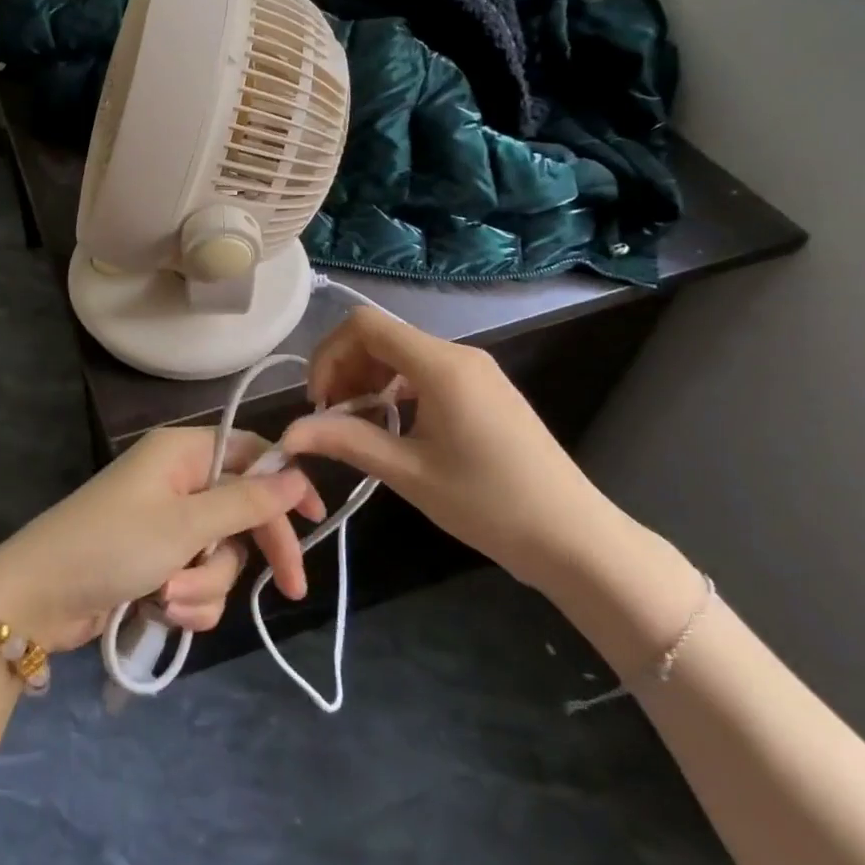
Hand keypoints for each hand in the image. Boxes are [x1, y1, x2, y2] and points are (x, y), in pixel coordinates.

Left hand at [0, 426, 326, 652]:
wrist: (38, 597)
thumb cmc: (112, 544)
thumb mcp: (185, 524)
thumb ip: (245, 501)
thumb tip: (296, 473)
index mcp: (182, 453)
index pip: (251, 455)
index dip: (285, 483)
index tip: (317, 518)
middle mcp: (177, 481)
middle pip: (242, 510)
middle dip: (255, 551)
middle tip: (289, 589)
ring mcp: (165, 523)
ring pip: (220, 553)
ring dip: (206, 583)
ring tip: (171, 598)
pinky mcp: (154, 561)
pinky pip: (196, 578)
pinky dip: (187, 599)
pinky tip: (162, 611)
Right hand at [280, 306, 613, 586]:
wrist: (575, 538)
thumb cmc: (490, 505)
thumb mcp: (409, 473)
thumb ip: (346, 442)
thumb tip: (289, 434)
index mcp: (440, 365)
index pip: (364, 325)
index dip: (329, 354)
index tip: (319, 402)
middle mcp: (457, 355)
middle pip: (380, 335)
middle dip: (345, 369)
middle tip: (332, 418)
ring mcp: (475, 371)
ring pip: (401, 353)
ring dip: (368, 380)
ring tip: (358, 426)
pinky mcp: (484, 389)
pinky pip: (424, 371)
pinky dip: (395, 389)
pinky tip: (393, 427)